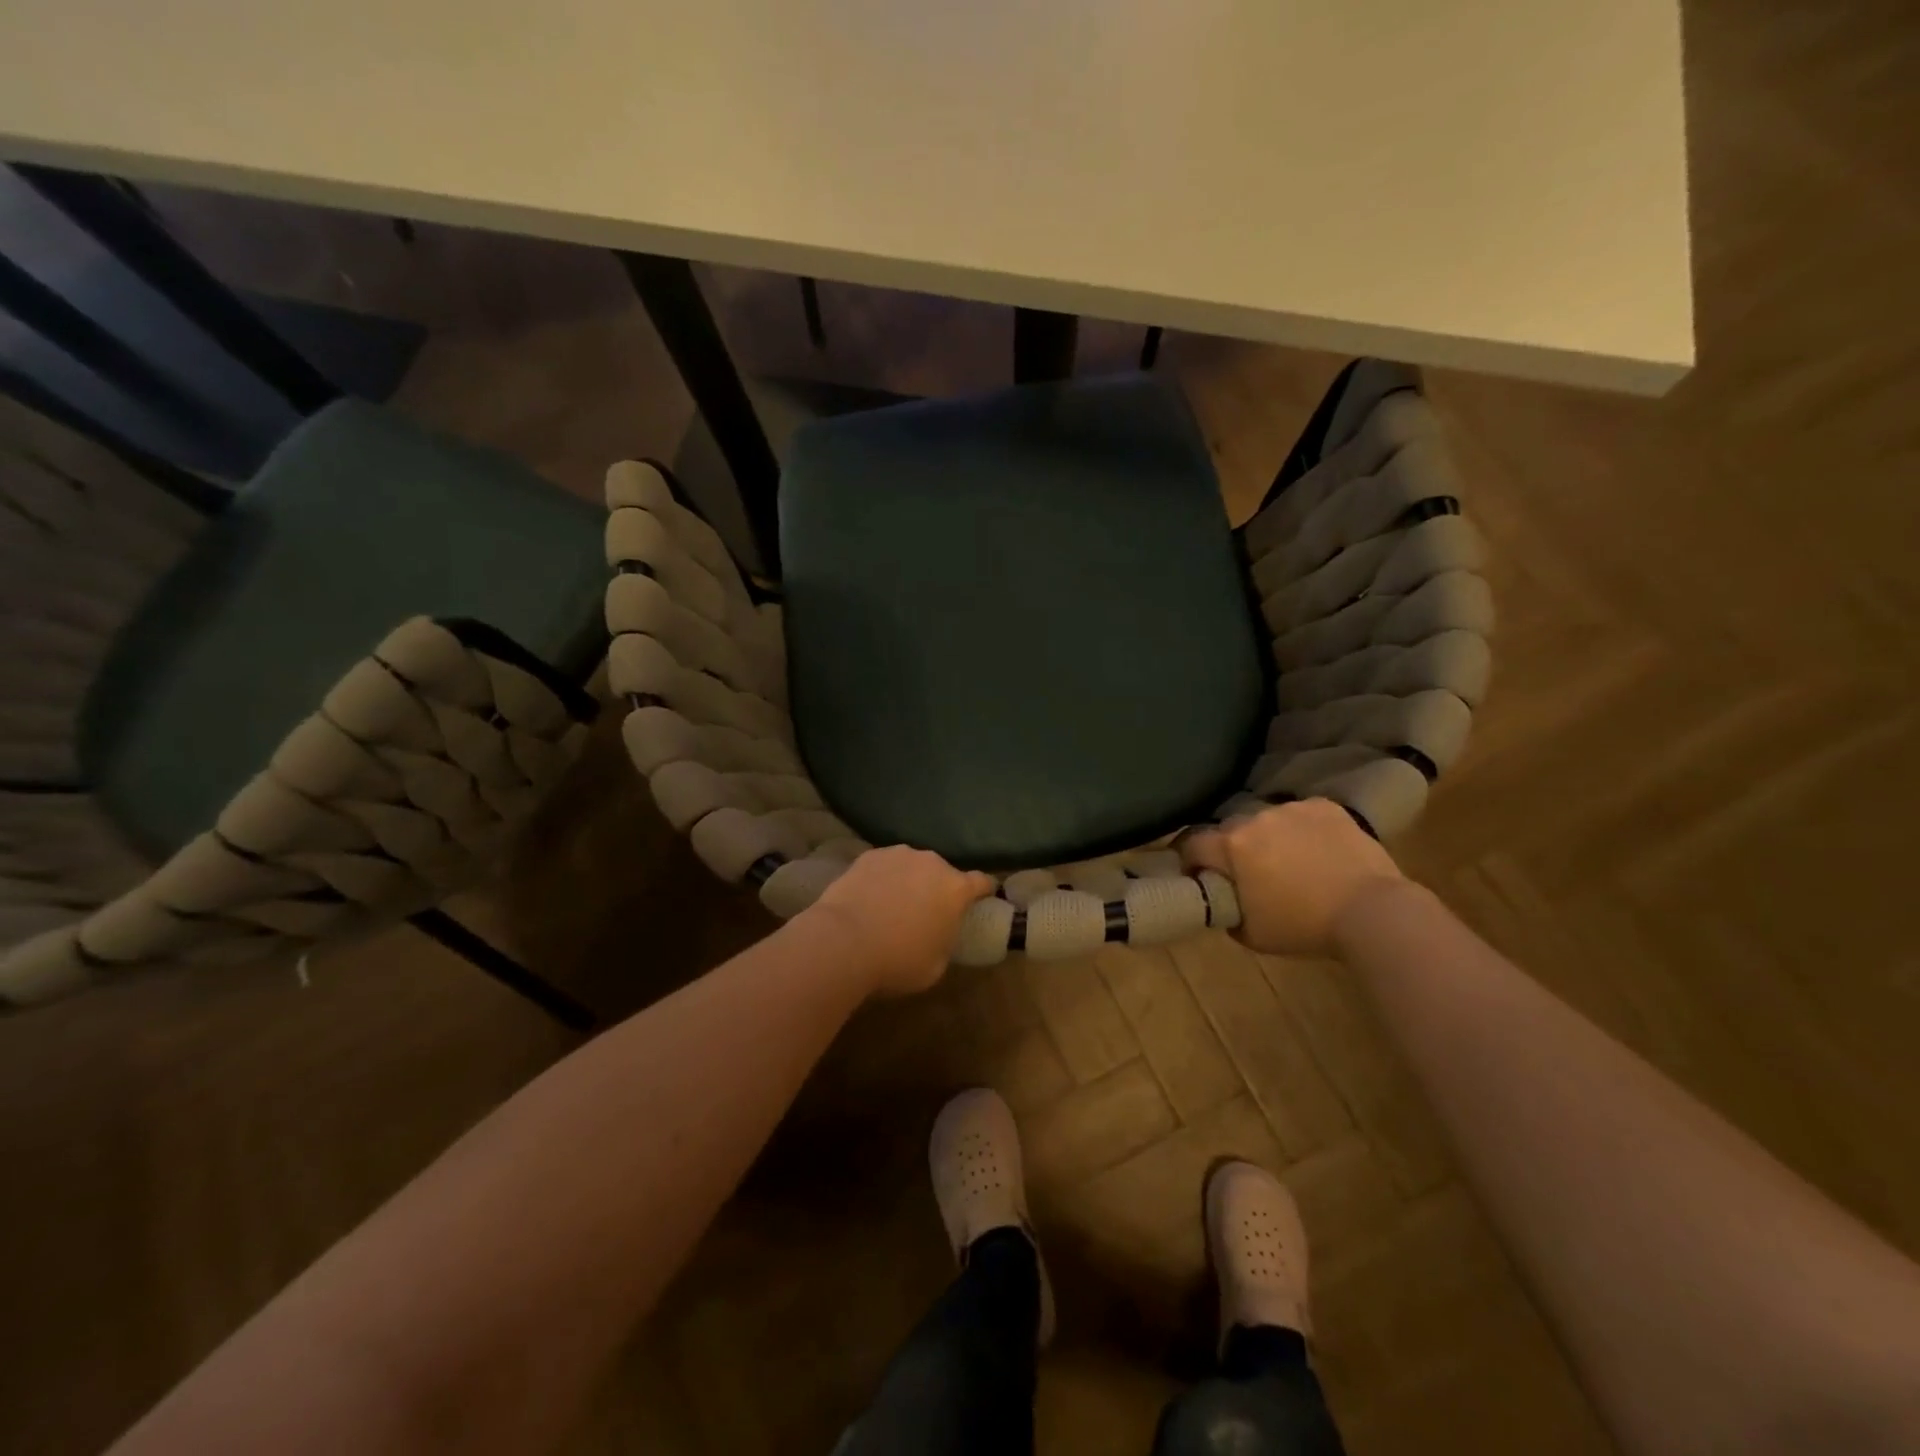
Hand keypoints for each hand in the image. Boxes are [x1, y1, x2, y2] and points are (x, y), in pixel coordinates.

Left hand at [803, 847, 994, 996]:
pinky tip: (869, 898)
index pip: (982, 882)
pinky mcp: (868, 856)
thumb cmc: (897, 960)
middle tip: (926, 912)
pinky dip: (882, 879)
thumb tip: (938, 934)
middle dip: (939, 889)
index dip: (985, 891)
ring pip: (912, 866)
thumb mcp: (936, 965)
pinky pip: (884, 867)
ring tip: (893, 904)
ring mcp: (898, 855)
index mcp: (955, 889)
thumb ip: (945, 941)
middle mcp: (932, 862)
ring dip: (909, 880)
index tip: (983, 899)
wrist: (843, 942)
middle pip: (944, 872)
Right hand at [1180, 799, 1405, 956]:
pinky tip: (1319, 851)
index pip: (1191, 844)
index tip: (1198, 875)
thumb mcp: (1251, 933)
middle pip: (1230, 829)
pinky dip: (1303, 830)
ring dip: (1269, 837)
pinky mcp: (1324, 806)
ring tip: (1290, 861)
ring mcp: (1292, 808)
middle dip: (1232, 849)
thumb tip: (1223, 900)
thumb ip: (1227, 910)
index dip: (1189, 860)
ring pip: (1267, 820)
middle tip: (1249, 873)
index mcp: (1231, 846)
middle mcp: (1254, 818)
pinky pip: (1301, 814)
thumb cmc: (1304, 927)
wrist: (1372, 912)